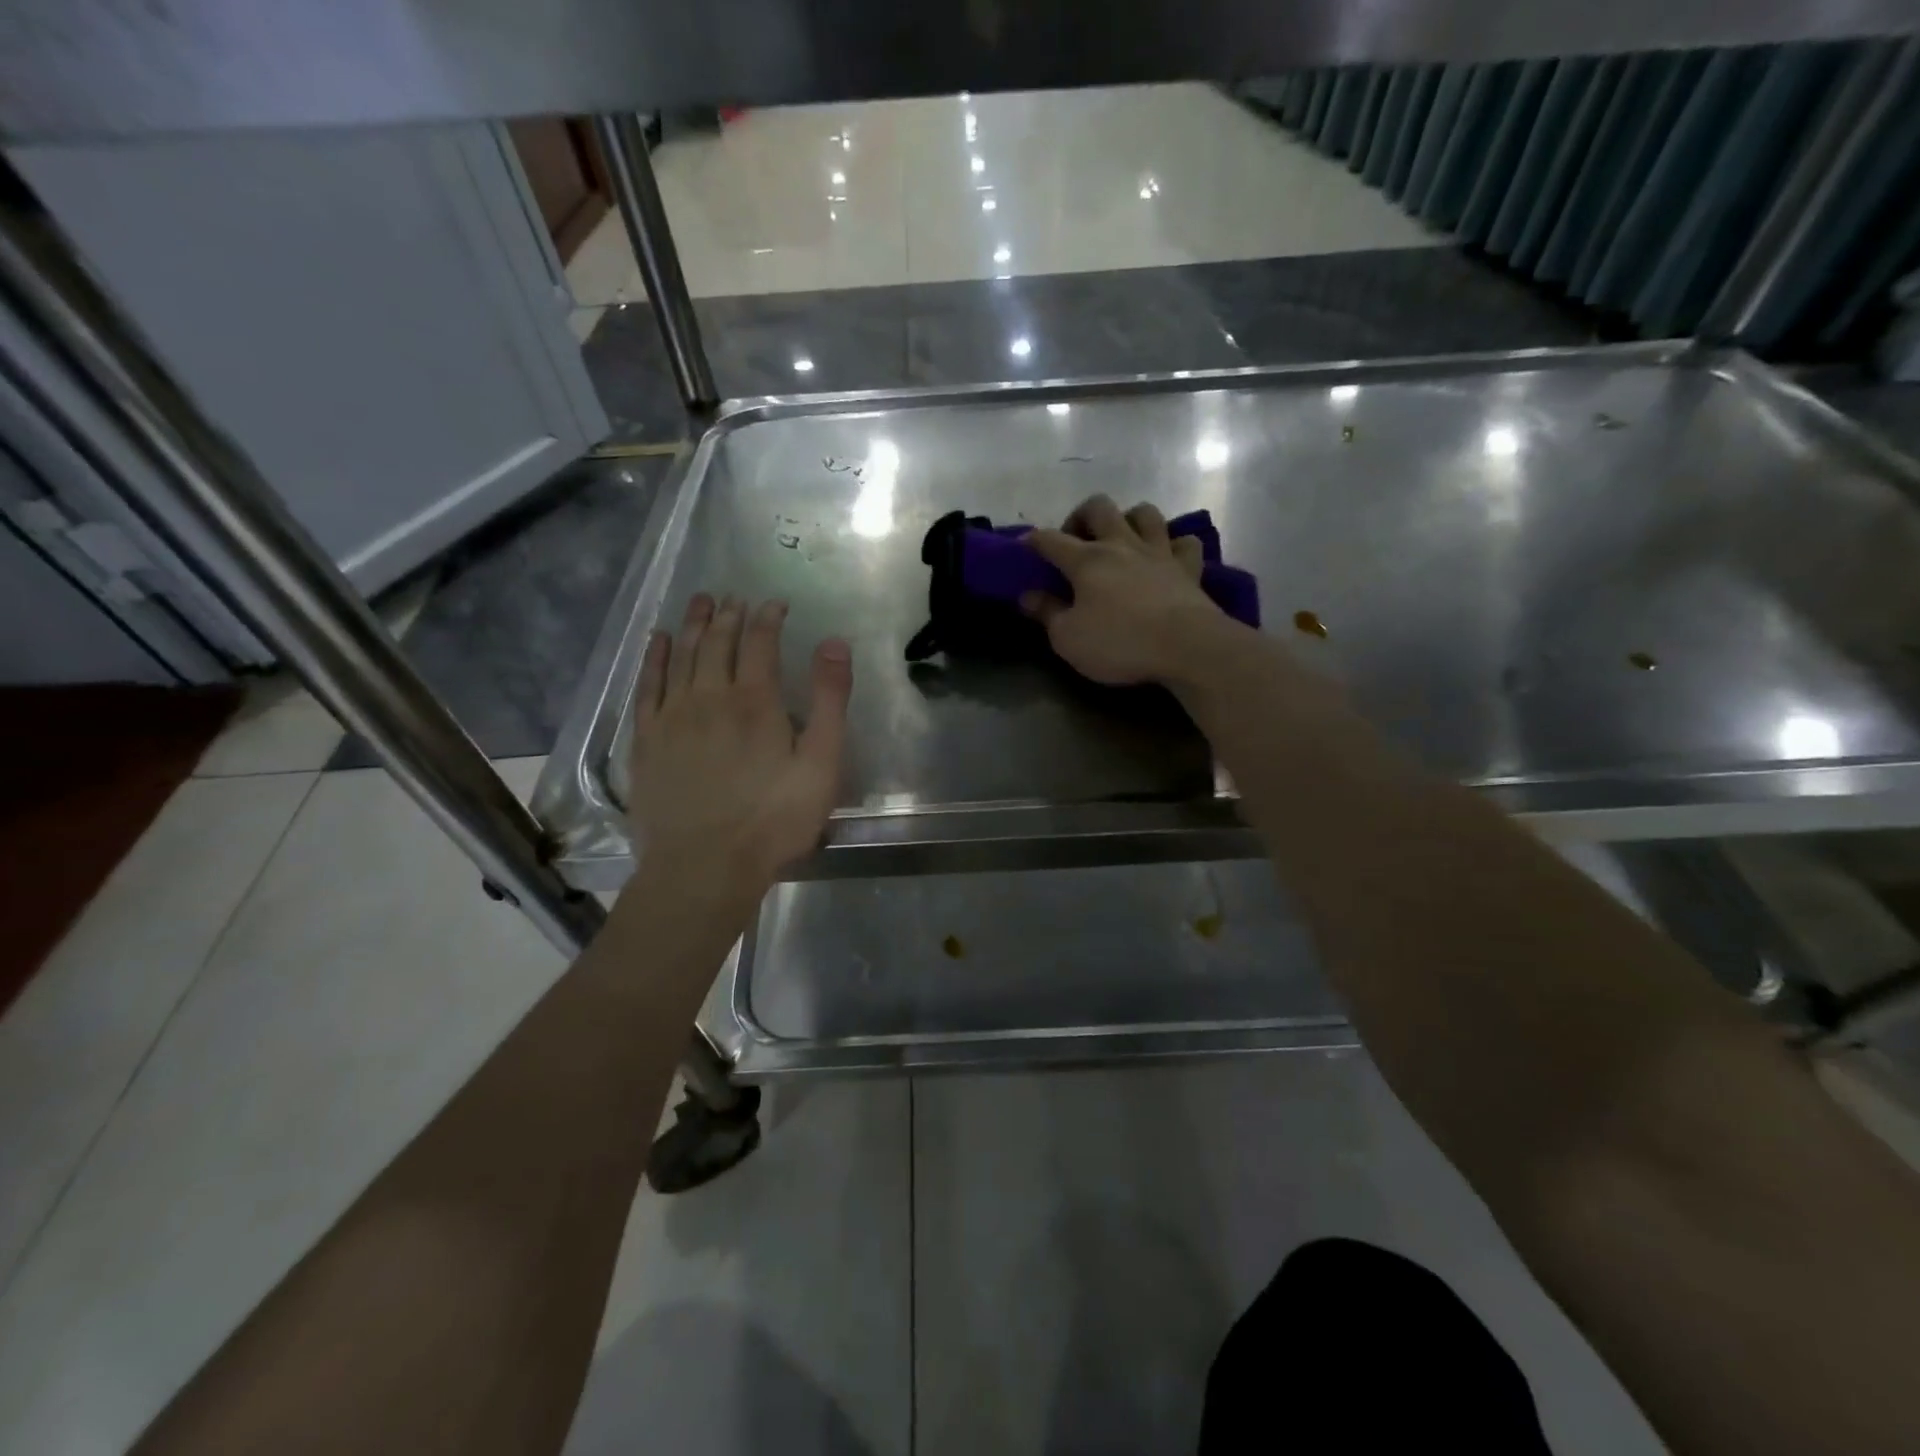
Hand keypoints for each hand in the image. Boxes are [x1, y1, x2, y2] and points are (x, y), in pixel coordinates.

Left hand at [627, 593, 850, 892]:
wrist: (703, 866)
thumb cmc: (773, 819)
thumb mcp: (821, 764)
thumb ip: (830, 701)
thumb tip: (833, 643)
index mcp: (756, 701)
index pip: (760, 642)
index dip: (768, 618)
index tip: (775, 603)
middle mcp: (710, 696)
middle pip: (718, 642)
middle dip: (730, 614)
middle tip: (735, 596)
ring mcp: (672, 716)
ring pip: (682, 655)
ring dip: (694, 625)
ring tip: (701, 601)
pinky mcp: (646, 740)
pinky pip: (648, 685)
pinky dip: (654, 658)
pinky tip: (659, 642)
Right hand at [1021, 495, 1230, 684]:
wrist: (1186, 647)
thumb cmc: (1119, 644)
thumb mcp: (1068, 638)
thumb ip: (1047, 613)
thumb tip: (1027, 595)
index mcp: (1086, 560)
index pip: (1050, 540)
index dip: (1032, 541)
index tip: (1023, 548)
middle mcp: (1121, 545)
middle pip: (1099, 507)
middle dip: (1082, 516)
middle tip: (1076, 541)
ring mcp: (1159, 552)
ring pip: (1145, 513)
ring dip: (1130, 519)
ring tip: (1121, 540)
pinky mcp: (1189, 567)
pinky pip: (1185, 542)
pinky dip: (1175, 545)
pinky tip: (1167, 557)